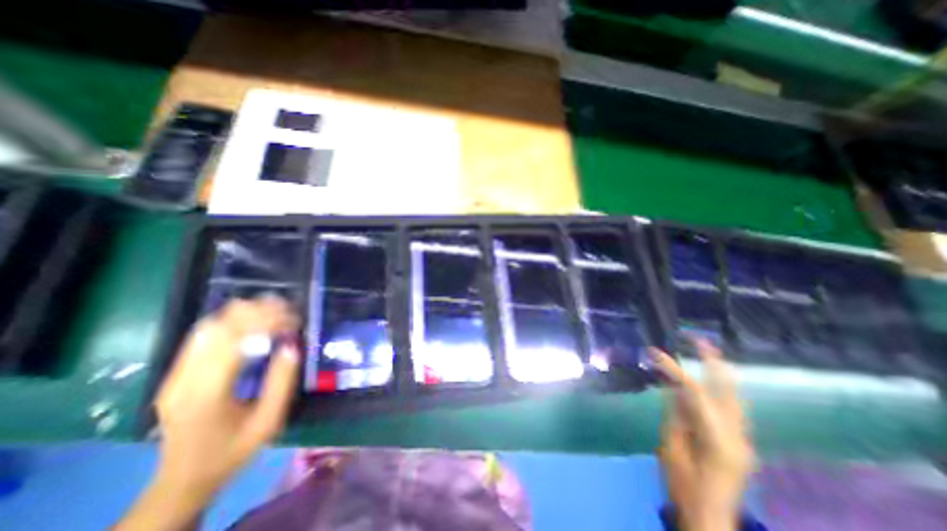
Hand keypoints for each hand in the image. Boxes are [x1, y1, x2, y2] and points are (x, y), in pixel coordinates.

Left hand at [115, 298, 297, 530]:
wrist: (182, 480)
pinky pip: (203, 335)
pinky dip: (232, 321)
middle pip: (219, 327)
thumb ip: (282, 382)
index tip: (295, 320)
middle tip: (290, 311)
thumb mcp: (268, 421)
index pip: (235, 341)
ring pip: (209, 326)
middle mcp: (184, 379)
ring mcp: (175, 374)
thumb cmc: (233, 451)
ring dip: (245, 312)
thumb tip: (292, 345)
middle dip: (258, 312)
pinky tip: (253, 320)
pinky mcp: (177, 372)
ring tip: (276, 310)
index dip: (268, 322)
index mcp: (207, 394)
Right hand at [653, 339, 756, 530]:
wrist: (710, 519)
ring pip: (735, 399)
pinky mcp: (740, 444)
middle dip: (714, 363)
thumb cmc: (684, 486)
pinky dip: (720, 390)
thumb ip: (675, 415)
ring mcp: (743, 441)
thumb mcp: (671, 447)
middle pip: (728, 392)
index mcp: (718, 439)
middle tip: (700, 340)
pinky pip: (731, 410)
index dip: (674, 369)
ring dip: (720, 374)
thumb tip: (673, 387)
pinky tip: (710, 380)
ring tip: (707, 352)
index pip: (696, 392)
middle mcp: (738, 437)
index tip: (655, 353)